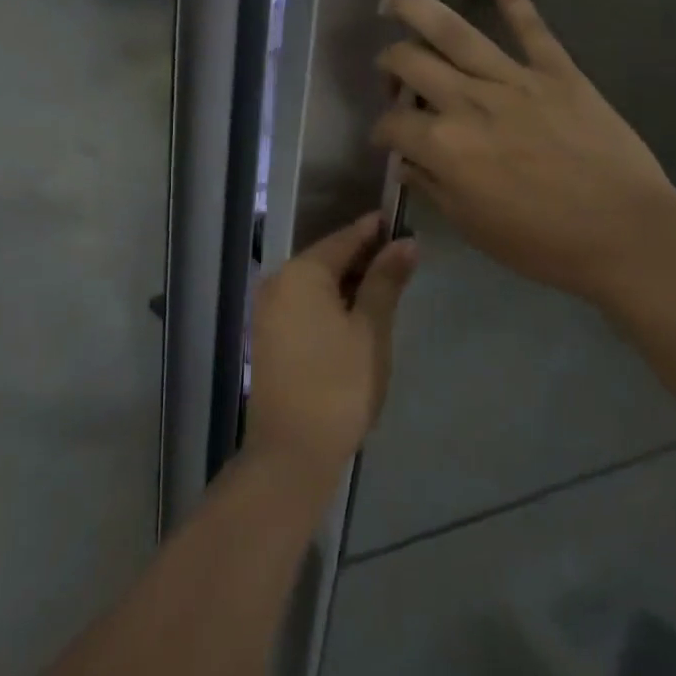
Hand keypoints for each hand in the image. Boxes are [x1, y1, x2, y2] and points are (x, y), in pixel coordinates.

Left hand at [242, 213, 418, 481]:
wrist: (292, 451)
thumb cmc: (339, 384)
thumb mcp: (371, 329)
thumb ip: (386, 281)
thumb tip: (406, 242)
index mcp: (301, 272)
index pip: (345, 238)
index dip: (375, 231)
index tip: (403, 224)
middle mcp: (278, 281)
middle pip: (327, 258)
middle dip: (364, 258)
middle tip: (403, 259)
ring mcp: (269, 309)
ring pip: (316, 282)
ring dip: (349, 282)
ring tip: (387, 286)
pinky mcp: (268, 334)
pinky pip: (304, 303)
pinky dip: (331, 302)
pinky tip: (356, 314)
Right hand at [372, 0, 675, 305]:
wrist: (627, 234)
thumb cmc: (544, 243)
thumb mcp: (473, 227)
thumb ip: (432, 187)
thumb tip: (407, 161)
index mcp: (442, 146)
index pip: (390, 125)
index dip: (381, 133)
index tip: (388, 142)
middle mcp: (466, 101)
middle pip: (408, 62)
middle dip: (388, 64)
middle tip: (391, 74)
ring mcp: (512, 79)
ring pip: (452, 31)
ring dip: (414, 10)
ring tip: (393, 4)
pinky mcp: (556, 70)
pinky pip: (530, 24)